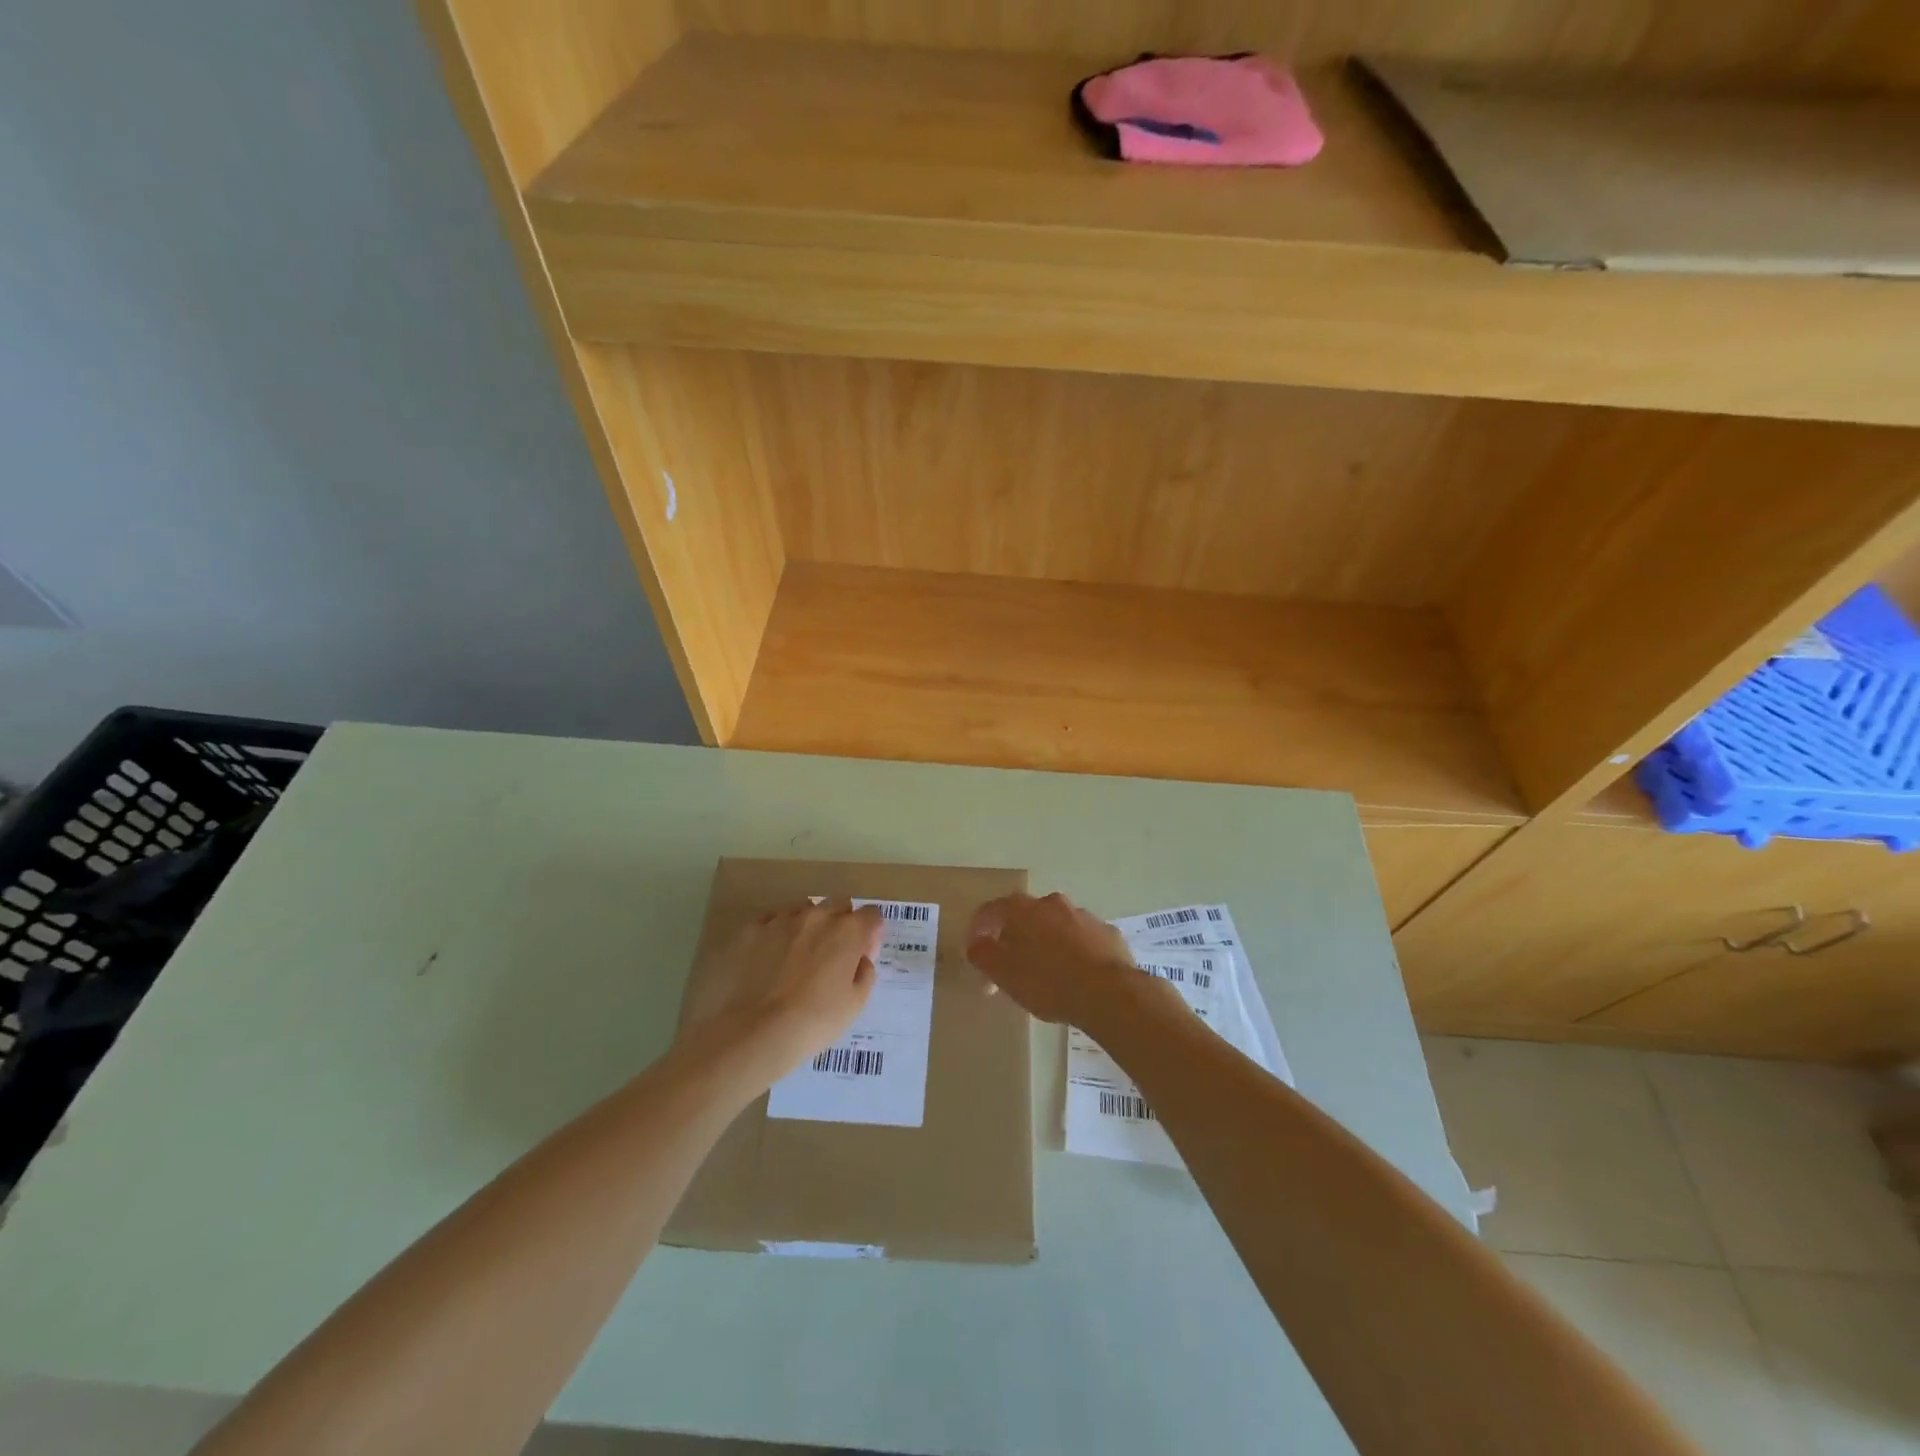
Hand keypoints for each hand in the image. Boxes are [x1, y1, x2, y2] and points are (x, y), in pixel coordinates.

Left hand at [678, 899, 883, 1080]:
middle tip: (832, 953)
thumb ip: (864, 974)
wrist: (752, 1034)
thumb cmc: (812, 1023)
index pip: (871, 915)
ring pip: (802, 909)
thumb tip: (860, 959)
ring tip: (797, 955)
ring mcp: (780, 920)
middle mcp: (816, 916)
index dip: (870, 932)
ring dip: (807, 924)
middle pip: (838, 904)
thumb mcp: (854, 1005)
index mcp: (847, 932)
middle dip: (841, 921)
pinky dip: (775, 933)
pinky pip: (769, 921)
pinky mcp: (750, 930)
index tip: (863, 952)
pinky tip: (768, 957)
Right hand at [966, 892, 1159, 1027]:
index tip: (975, 948)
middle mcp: (1053, 904)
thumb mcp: (1005, 974)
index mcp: (1023, 910)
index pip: (992, 910)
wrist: (1109, 993)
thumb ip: (983, 956)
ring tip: (1046, 972)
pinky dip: (1074, 951)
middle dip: (1015, 936)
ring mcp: (1084, 916)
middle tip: (1011, 963)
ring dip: (1047, 942)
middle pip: (1026, 915)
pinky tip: (1077, 974)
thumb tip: (975, 944)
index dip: (979, 928)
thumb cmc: (1048, 982)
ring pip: (1057, 925)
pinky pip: (1083, 939)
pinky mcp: (1108, 933)